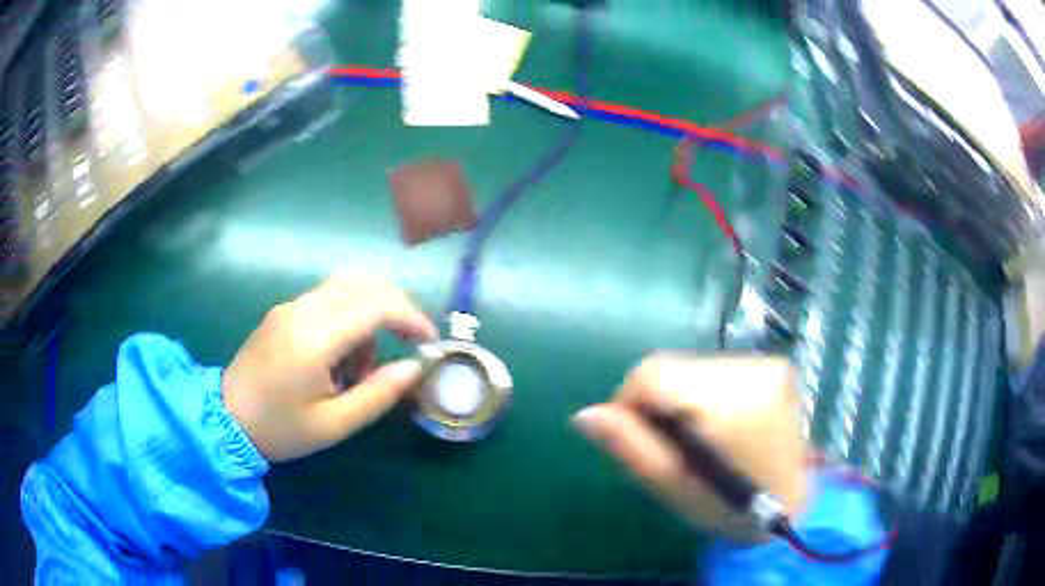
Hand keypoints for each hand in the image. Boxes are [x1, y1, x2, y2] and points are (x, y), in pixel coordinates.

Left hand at [222, 273, 438, 461]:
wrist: (226, 419)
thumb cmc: (280, 429)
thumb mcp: (334, 425)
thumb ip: (378, 394)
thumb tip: (416, 367)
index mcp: (313, 338)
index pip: (376, 304)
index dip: (411, 317)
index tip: (430, 342)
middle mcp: (302, 309)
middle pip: (365, 282)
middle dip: (398, 307)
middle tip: (410, 343)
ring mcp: (290, 306)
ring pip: (348, 286)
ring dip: (372, 313)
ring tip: (366, 365)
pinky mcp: (284, 311)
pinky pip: (329, 298)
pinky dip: (351, 317)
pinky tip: (343, 356)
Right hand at [572, 353, 807, 541]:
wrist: (794, 503)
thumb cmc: (732, 508)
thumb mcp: (674, 487)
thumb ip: (630, 447)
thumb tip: (583, 415)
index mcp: (729, 404)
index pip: (652, 375)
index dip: (628, 403)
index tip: (636, 438)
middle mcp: (752, 370)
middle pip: (671, 367)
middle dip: (656, 403)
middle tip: (667, 445)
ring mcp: (767, 364)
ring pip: (691, 366)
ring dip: (679, 397)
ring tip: (694, 437)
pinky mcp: (774, 365)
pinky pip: (715, 368)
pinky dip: (702, 393)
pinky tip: (715, 424)